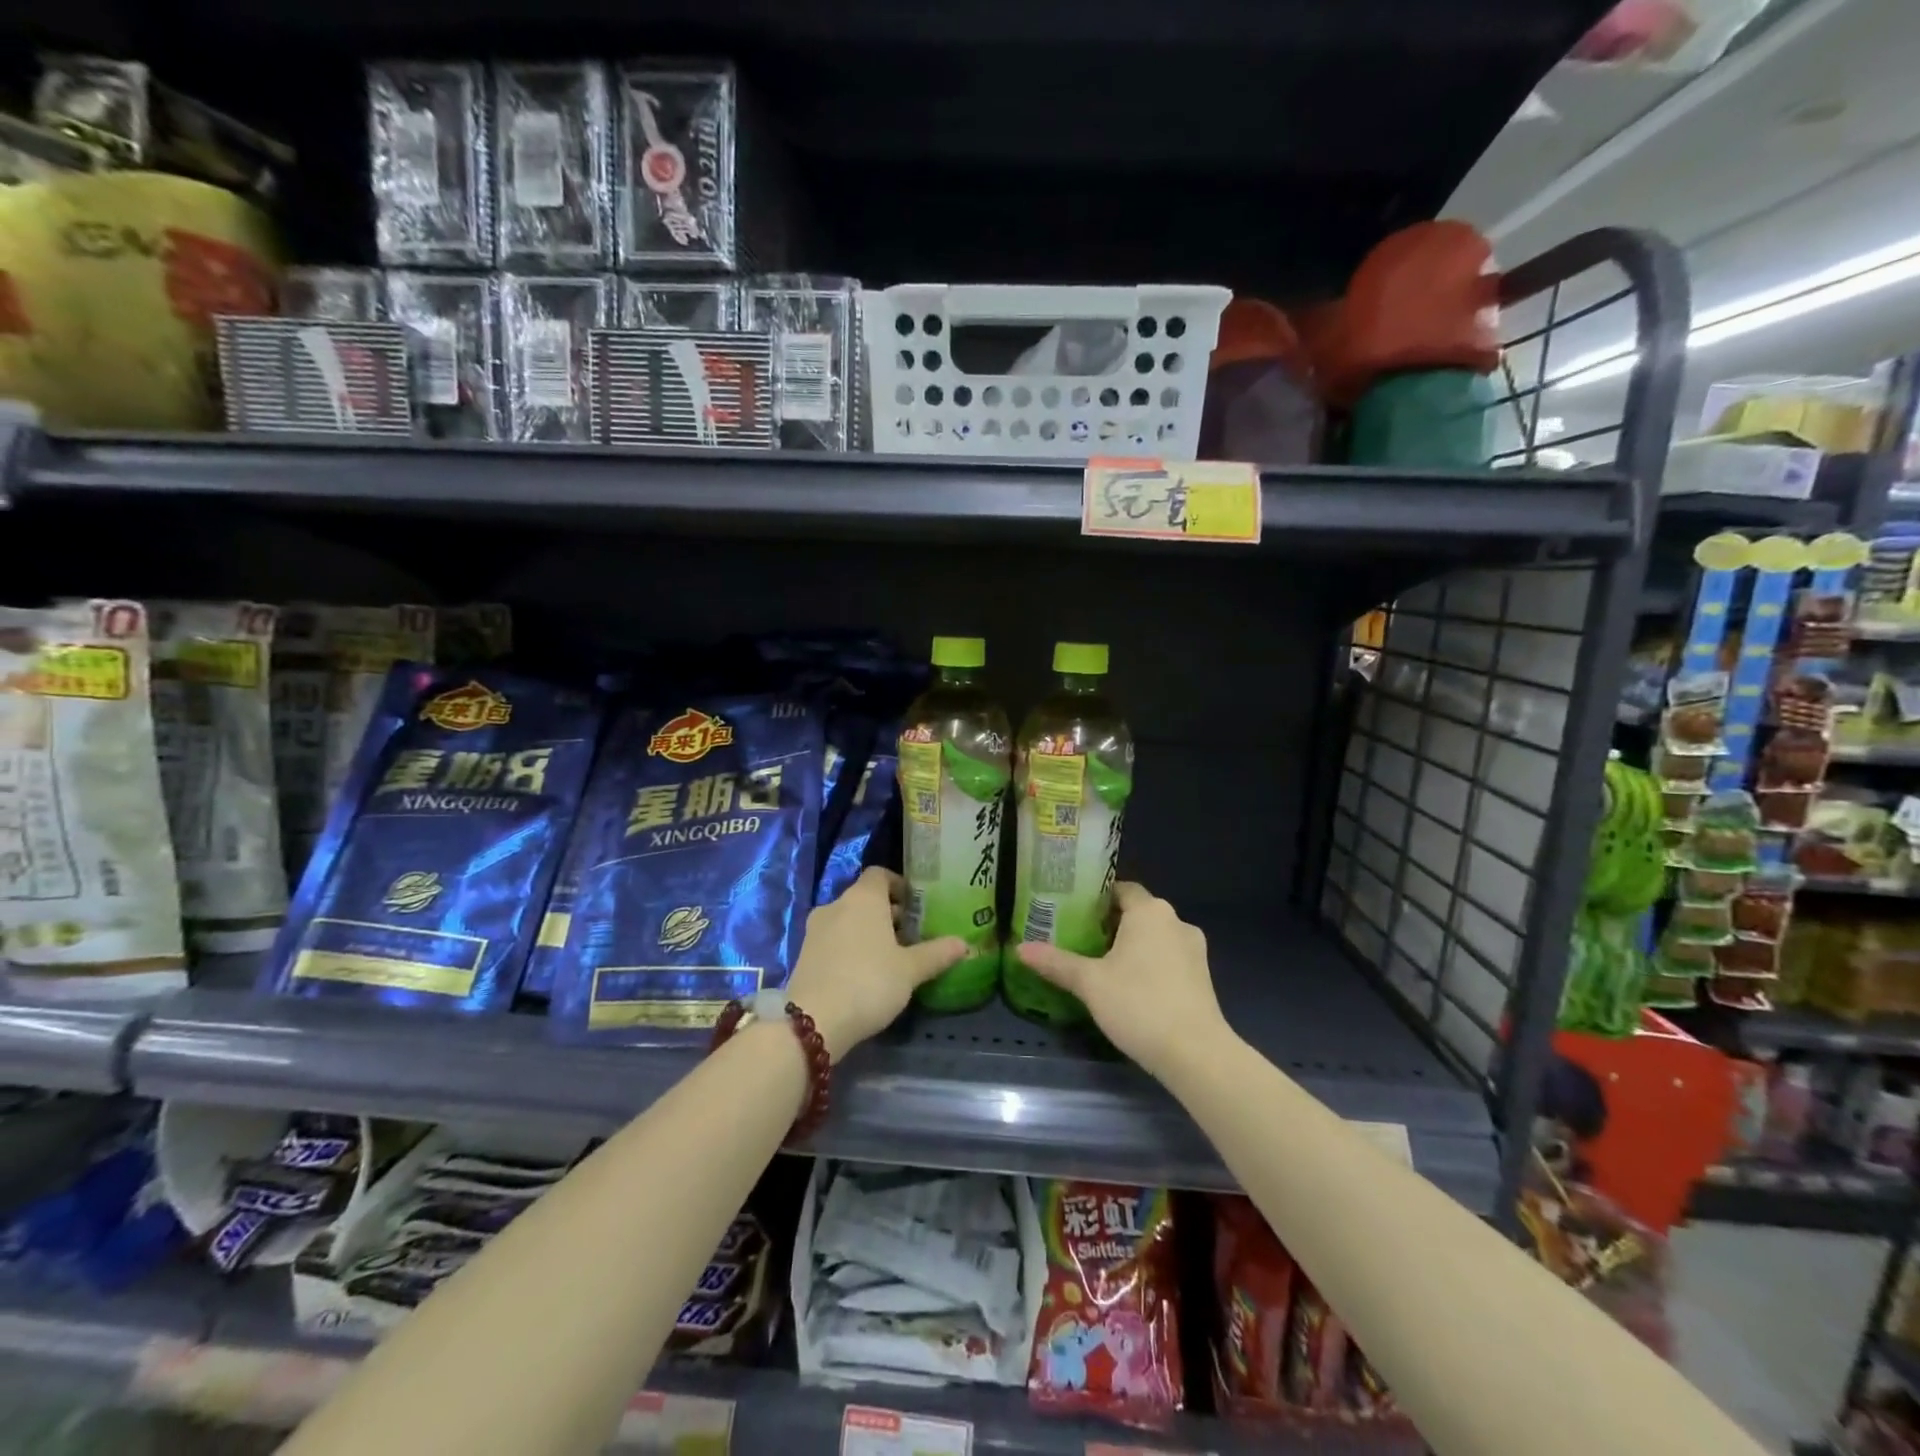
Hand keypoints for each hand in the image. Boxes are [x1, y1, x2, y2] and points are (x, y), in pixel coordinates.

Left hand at [785, 868, 964, 1061]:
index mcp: (863, 898)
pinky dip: (849, 946)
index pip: (880, 874)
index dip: (899, 885)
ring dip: (867, 931)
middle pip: (865, 898)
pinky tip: (864, 973)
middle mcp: (836, 904)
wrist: (813, 1021)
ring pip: (848, 919)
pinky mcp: (803, 953)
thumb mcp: (910, 970)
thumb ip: (936, 954)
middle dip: (887, 913)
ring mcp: (815, 928)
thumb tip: (963, 943)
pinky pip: (833, 939)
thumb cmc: (869, 982)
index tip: (915, 906)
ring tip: (889, 957)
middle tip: (910, 936)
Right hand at [1013, 882, 1230, 1079]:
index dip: (1096, 898)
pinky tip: (1131, 986)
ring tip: (1101, 963)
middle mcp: (1176, 921)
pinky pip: (1169, 957)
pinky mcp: (1202, 976)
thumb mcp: (1090, 983)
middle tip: (1079, 938)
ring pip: (1155, 936)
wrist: (1196, 1054)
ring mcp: (1194, 949)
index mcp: (1150, 911)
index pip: (1121, 889)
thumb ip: (1056, 962)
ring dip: (1132, 945)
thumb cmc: (1139, 1004)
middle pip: (1138, 912)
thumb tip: (1020, 948)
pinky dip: (1150, 963)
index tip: (1072, 911)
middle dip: (1111, 923)